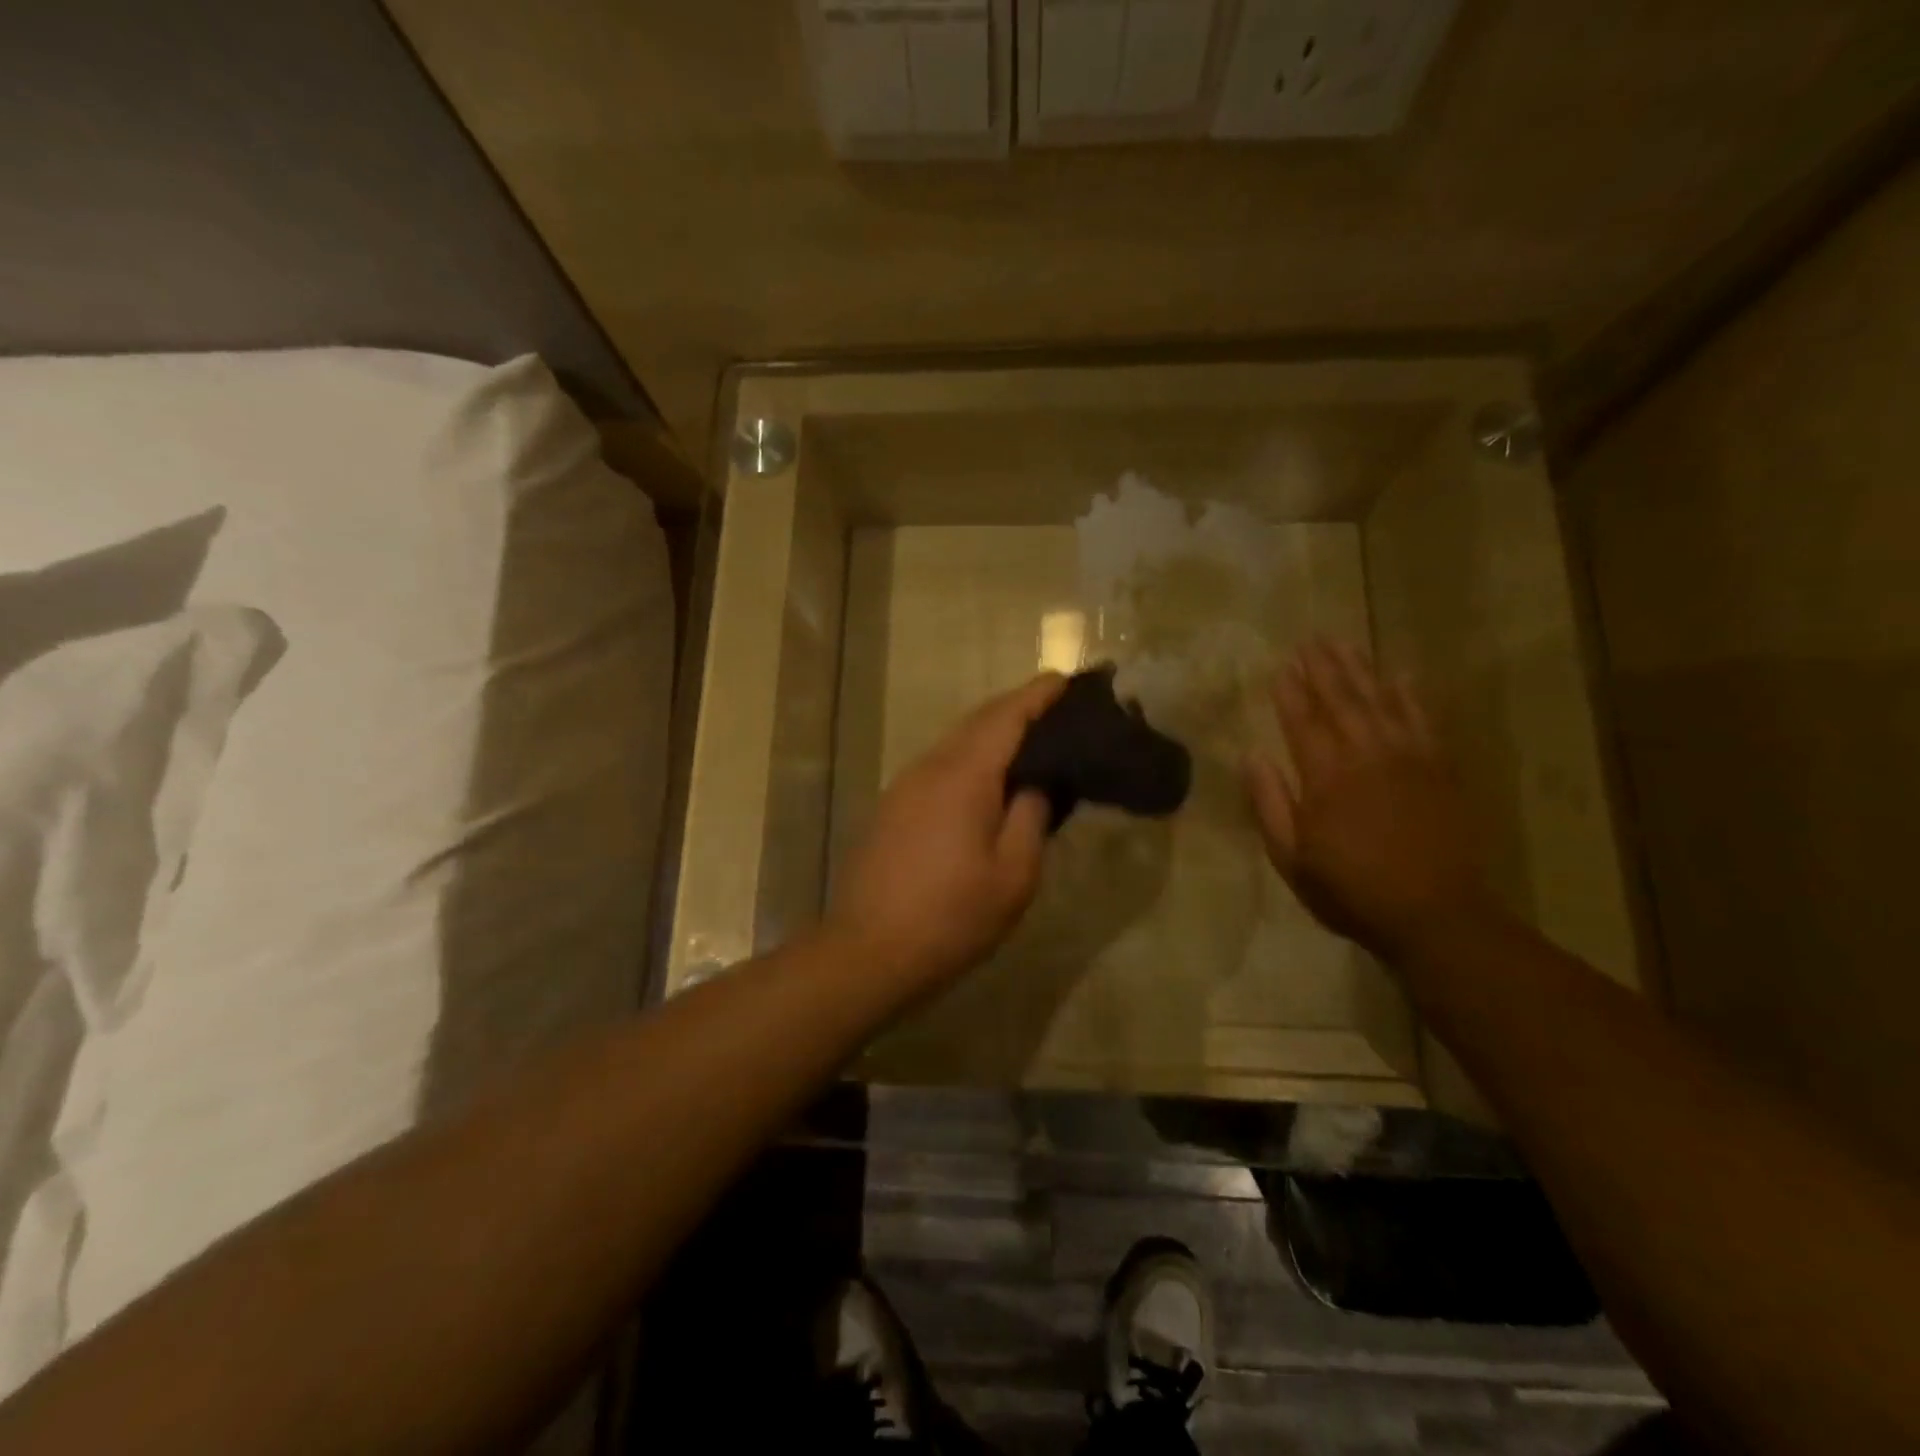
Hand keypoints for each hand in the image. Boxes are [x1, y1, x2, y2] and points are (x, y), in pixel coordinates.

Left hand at [826, 674, 1066, 992]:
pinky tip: (991, 782)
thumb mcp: (1013, 874)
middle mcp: (930, 766)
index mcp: (964, 774)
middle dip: (1019, 708)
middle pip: (979, 721)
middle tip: (1060, 711)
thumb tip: (1037, 782)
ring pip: (957, 742)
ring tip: (1033, 743)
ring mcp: (905, 786)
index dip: (1040, 694)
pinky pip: (941, 765)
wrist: (869, 951)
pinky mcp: (893, 807)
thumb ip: (1031, 815)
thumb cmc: (952, 916)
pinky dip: (973, 758)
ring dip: (994, 733)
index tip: (1070, 679)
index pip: (1007, 715)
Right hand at [1244, 640, 1488, 958]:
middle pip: (1342, 701)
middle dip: (1323, 668)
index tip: (1281, 666)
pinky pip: (1424, 720)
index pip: (1302, 722)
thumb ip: (1269, 804)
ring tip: (1345, 643)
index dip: (1289, 692)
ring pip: (1381, 701)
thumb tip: (1252, 756)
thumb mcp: (1291, 858)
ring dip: (1361, 670)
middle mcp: (1367, 756)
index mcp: (1326, 778)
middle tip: (1310, 639)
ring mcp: (1408, 759)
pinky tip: (1401, 674)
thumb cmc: (1351, 890)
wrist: (1436, 915)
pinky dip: (1411, 694)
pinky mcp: (1440, 769)